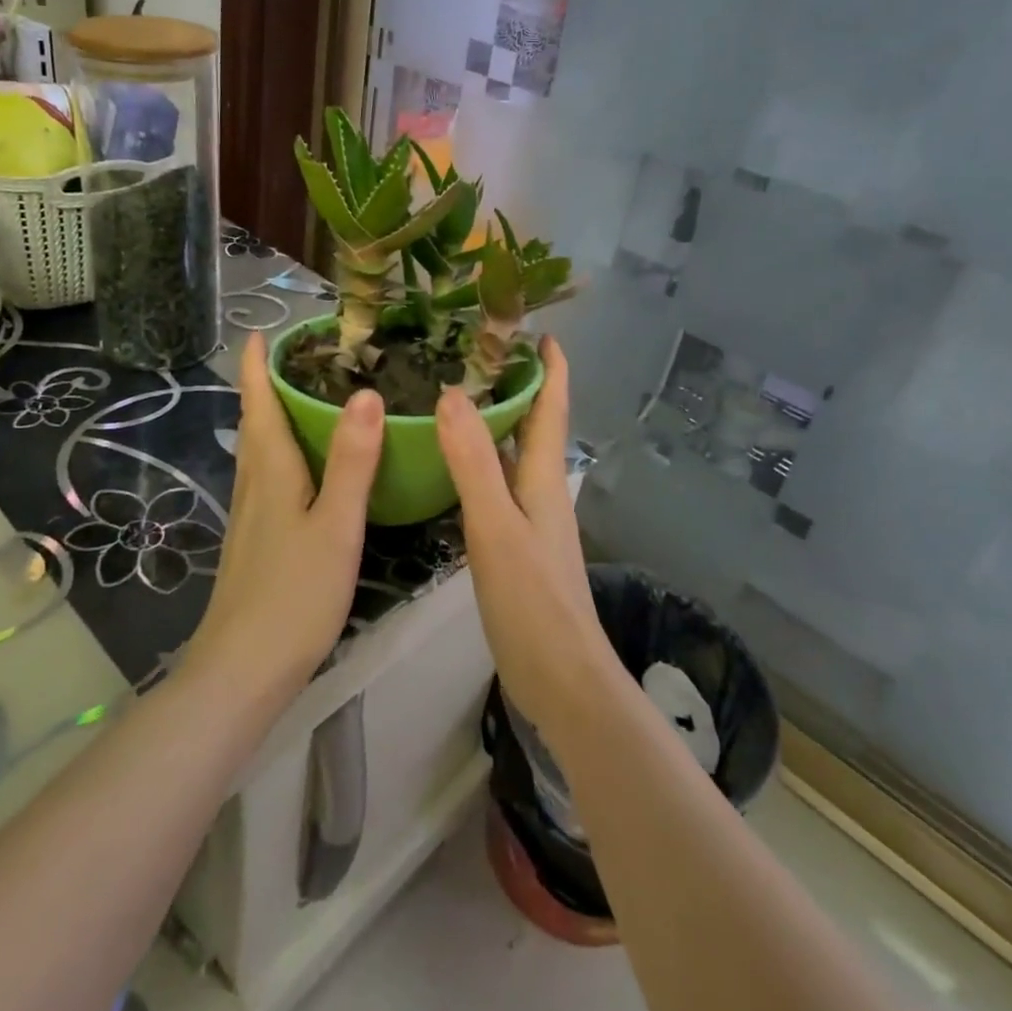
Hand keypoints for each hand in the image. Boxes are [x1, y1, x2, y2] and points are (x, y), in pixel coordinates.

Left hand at [184, 333, 383, 702]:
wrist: (243, 670)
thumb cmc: (293, 594)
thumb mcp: (335, 525)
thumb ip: (352, 461)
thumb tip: (366, 394)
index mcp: (270, 469)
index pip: (257, 401)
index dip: (257, 364)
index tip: (264, 330)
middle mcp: (254, 482)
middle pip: (255, 420)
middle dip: (268, 383)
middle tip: (303, 355)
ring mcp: (251, 513)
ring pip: (260, 448)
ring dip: (274, 414)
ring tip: (308, 395)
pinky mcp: (257, 538)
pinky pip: (269, 474)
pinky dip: (284, 449)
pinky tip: (308, 464)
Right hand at [436, 338, 620, 736]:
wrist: (561, 680)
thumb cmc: (533, 600)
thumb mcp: (496, 527)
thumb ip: (473, 463)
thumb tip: (450, 395)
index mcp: (543, 478)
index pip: (551, 408)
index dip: (550, 368)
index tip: (539, 330)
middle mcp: (541, 490)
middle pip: (532, 425)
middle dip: (515, 386)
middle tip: (475, 352)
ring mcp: (529, 519)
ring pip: (512, 455)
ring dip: (495, 423)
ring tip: (455, 395)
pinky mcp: (515, 545)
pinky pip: (497, 485)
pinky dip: (479, 462)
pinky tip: (451, 464)